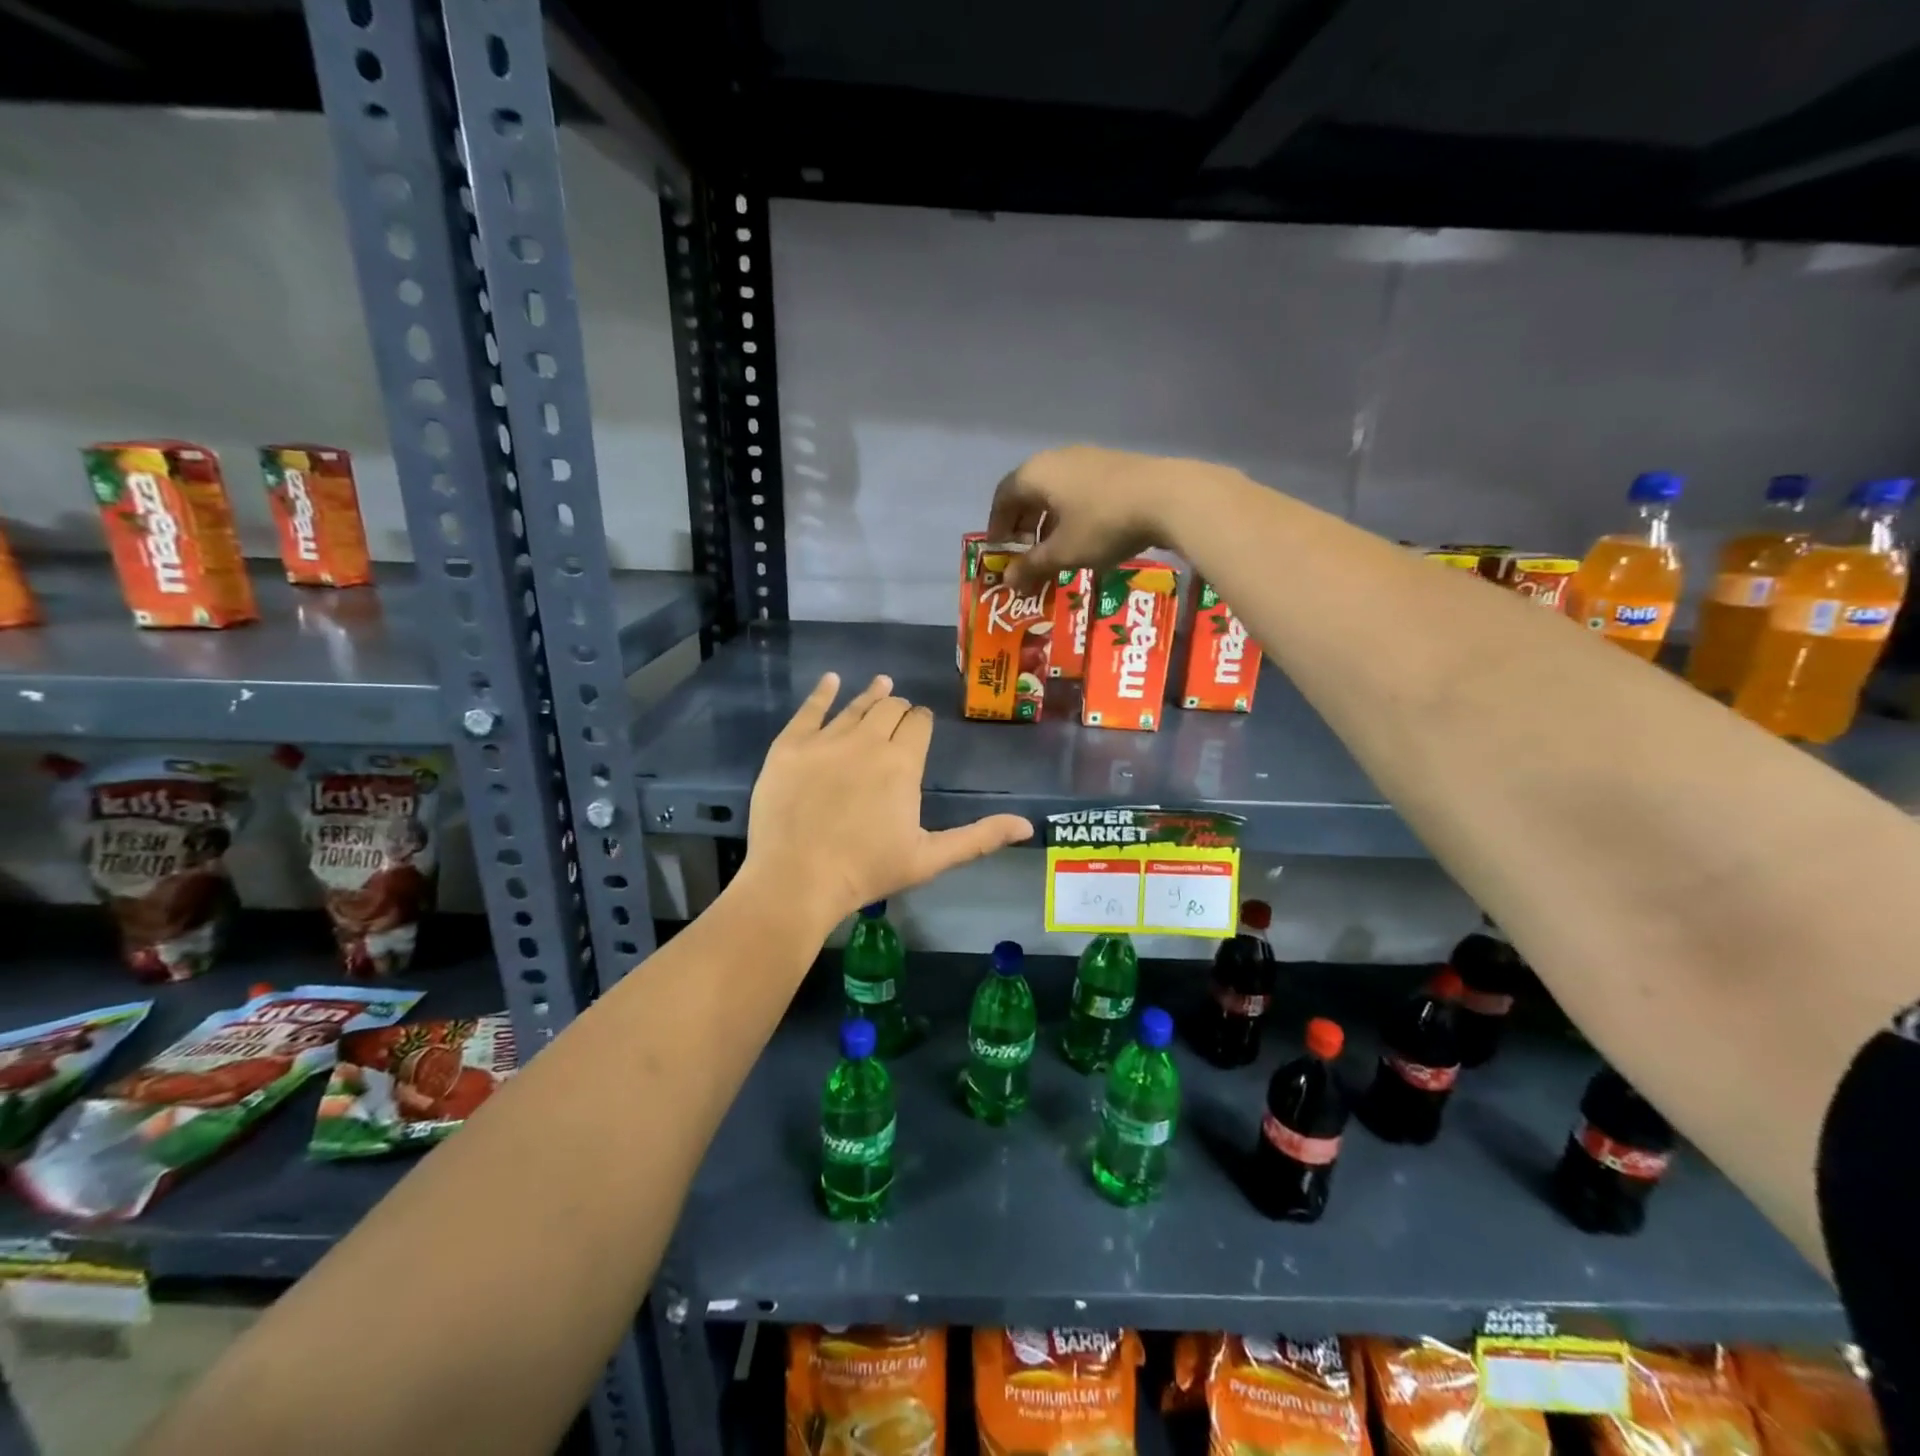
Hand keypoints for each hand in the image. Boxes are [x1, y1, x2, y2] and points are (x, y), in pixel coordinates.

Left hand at [741, 673, 1033, 928]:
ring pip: (854, 706)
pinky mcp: (789, 746)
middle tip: (899, 715)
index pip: (919, 724)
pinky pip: (809, 709)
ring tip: (881, 684)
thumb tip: (1027, 826)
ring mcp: (825, 740)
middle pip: (889, 709)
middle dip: (898, 709)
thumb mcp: (930, 858)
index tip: (921, 724)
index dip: (922, 721)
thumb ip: (978, 838)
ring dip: (871, 694)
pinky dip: (822, 692)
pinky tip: (831, 680)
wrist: (796, 879)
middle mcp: (867, 741)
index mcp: (902, 763)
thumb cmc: (867, 871)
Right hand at [986, 446, 1239, 588]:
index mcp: (1036, 473)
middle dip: (1022, 524)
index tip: (1000, 551)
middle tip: (1025, 553)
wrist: (1169, 497)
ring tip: (1053, 549)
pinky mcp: (1114, 466)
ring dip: (1047, 521)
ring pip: (1055, 491)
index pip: (1003, 497)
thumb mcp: (1064, 552)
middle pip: (1028, 491)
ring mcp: (1088, 458)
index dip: (997, 526)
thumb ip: (1032, 566)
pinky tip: (1083, 536)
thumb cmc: (1103, 524)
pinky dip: (1070, 513)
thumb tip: (1008, 582)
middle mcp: (1057, 459)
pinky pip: (1079, 490)